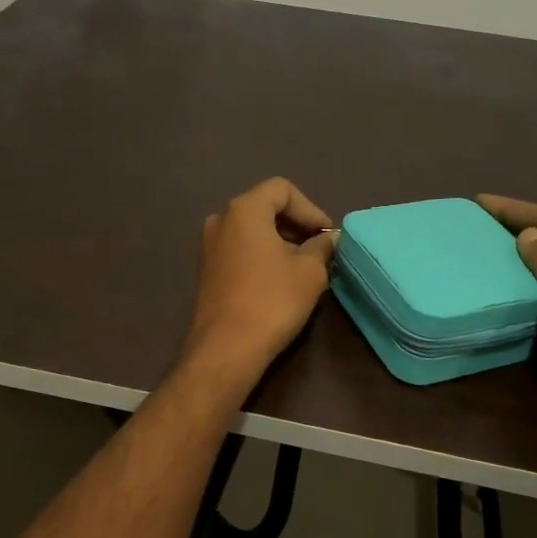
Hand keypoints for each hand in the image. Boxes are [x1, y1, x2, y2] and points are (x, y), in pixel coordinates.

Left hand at [181, 178, 338, 386]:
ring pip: (252, 230)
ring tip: (304, 267)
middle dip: (296, 225)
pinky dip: (262, 256)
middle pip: (265, 207)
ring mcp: (209, 245)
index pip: (282, 189)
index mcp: (244, 210)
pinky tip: (280, 281)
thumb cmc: (272, 301)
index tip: (326, 236)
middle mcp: (221, 220)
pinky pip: (240, 250)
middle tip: (320, 250)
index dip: (310, 209)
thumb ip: (322, 247)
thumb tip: (329, 239)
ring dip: (280, 242)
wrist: (226, 348)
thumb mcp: (310, 272)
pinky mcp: (207, 270)